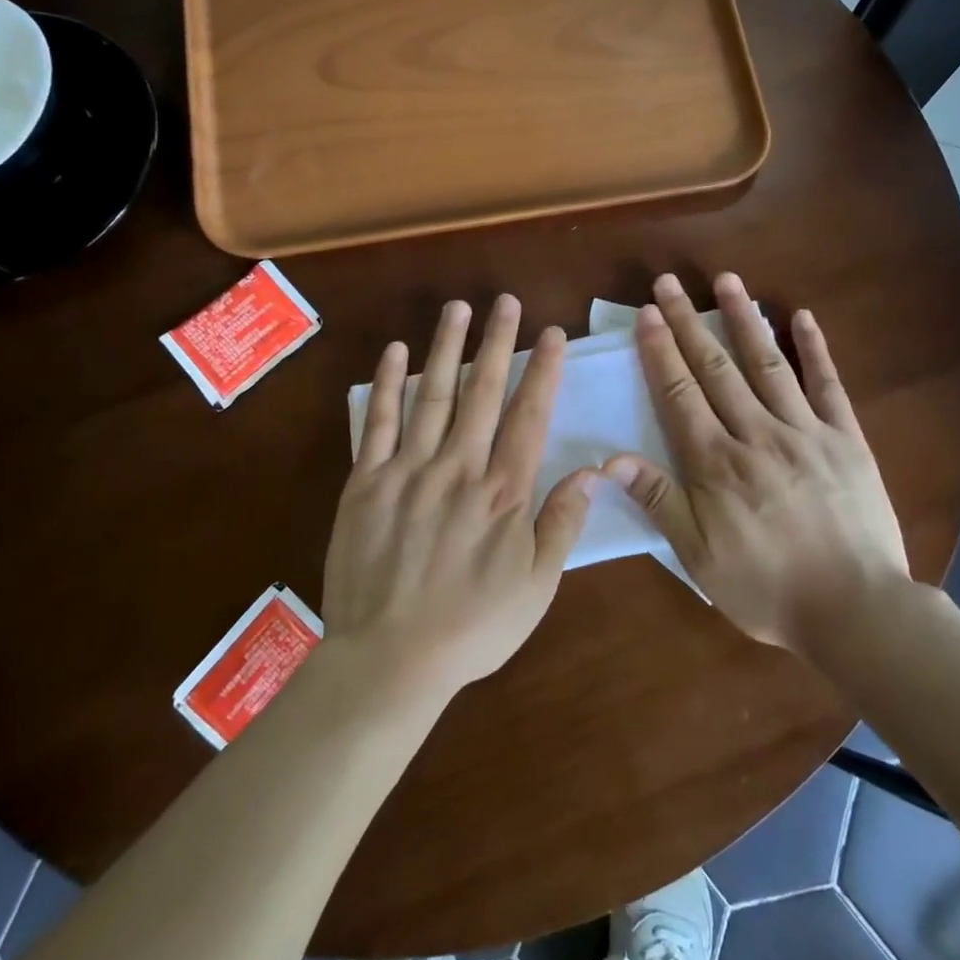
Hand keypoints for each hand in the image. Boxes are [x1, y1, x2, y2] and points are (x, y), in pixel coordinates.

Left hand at [323, 295, 594, 701]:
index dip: (542, 371)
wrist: (390, 658)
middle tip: (506, 301)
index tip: (551, 334)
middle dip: (497, 342)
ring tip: (458, 308)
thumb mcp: (536, 587)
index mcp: (503, 492)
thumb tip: (593, 472)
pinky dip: (387, 385)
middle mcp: (458, 467)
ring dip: (446, 348)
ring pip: (432, 395)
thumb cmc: (472, 627)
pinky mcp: (366, 481)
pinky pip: (377, 423)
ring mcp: (408, 470)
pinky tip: (396, 352)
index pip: (529, 416)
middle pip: (483, 392)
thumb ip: (562, 524)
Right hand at [604, 272, 910, 656]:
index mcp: (717, 464)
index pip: (680, 394)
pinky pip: (828, 385)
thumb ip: (659, 502)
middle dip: (689, 323)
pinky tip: (802, 316)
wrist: (856, 610)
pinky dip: (815, 348)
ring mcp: (805, 431)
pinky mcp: (846, 438)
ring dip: (744, 319)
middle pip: (716, 369)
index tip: (647, 315)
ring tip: (726, 280)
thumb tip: (611, 460)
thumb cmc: (767, 588)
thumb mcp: (699, 557)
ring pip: (767, 364)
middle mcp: (757, 434)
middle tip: (669, 283)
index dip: (661, 352)